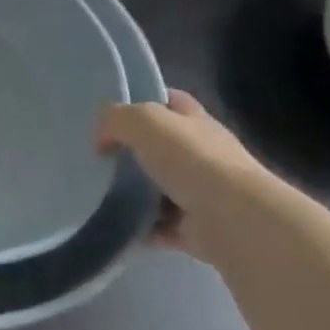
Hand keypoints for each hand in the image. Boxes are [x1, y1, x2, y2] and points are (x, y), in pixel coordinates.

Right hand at [97, 91, 284, 261]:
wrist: (234, 220)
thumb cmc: (192, 160)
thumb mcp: (145, 122)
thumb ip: (116, 119)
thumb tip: (102, 139)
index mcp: (194, 122)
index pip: (170, 101)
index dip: (143, 100)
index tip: (112, 112)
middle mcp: (201, 155)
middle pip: (160, 147)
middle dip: (131, 151)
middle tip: (95, 156)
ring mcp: (199, 193)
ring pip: (157, 188)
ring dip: (132, 193)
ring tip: (96, 192)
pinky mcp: (194, 229)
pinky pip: (158, 226)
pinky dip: (139, 227)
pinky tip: (114, 225)